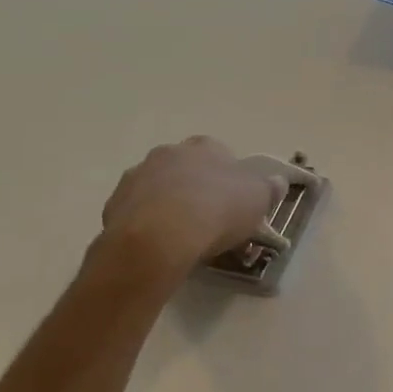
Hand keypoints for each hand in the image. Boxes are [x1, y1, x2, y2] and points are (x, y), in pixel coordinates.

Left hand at [92, 137, 284, 287]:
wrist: (161, 236)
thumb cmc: (218, 210)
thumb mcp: (259, 199)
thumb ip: (269, 188)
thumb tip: (277, 181)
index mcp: (205, 147)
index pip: (220, 154)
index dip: (228, 177)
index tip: (234, 201)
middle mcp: (169, 153)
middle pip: (186, 168)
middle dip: (195, 187)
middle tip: (208, 218)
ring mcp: (138, 176)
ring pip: (158, 188)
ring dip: (168, 203)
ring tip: (182, 236)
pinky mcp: (115, 204)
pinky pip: (137, 211)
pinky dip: (147, 223)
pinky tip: (158, 245)